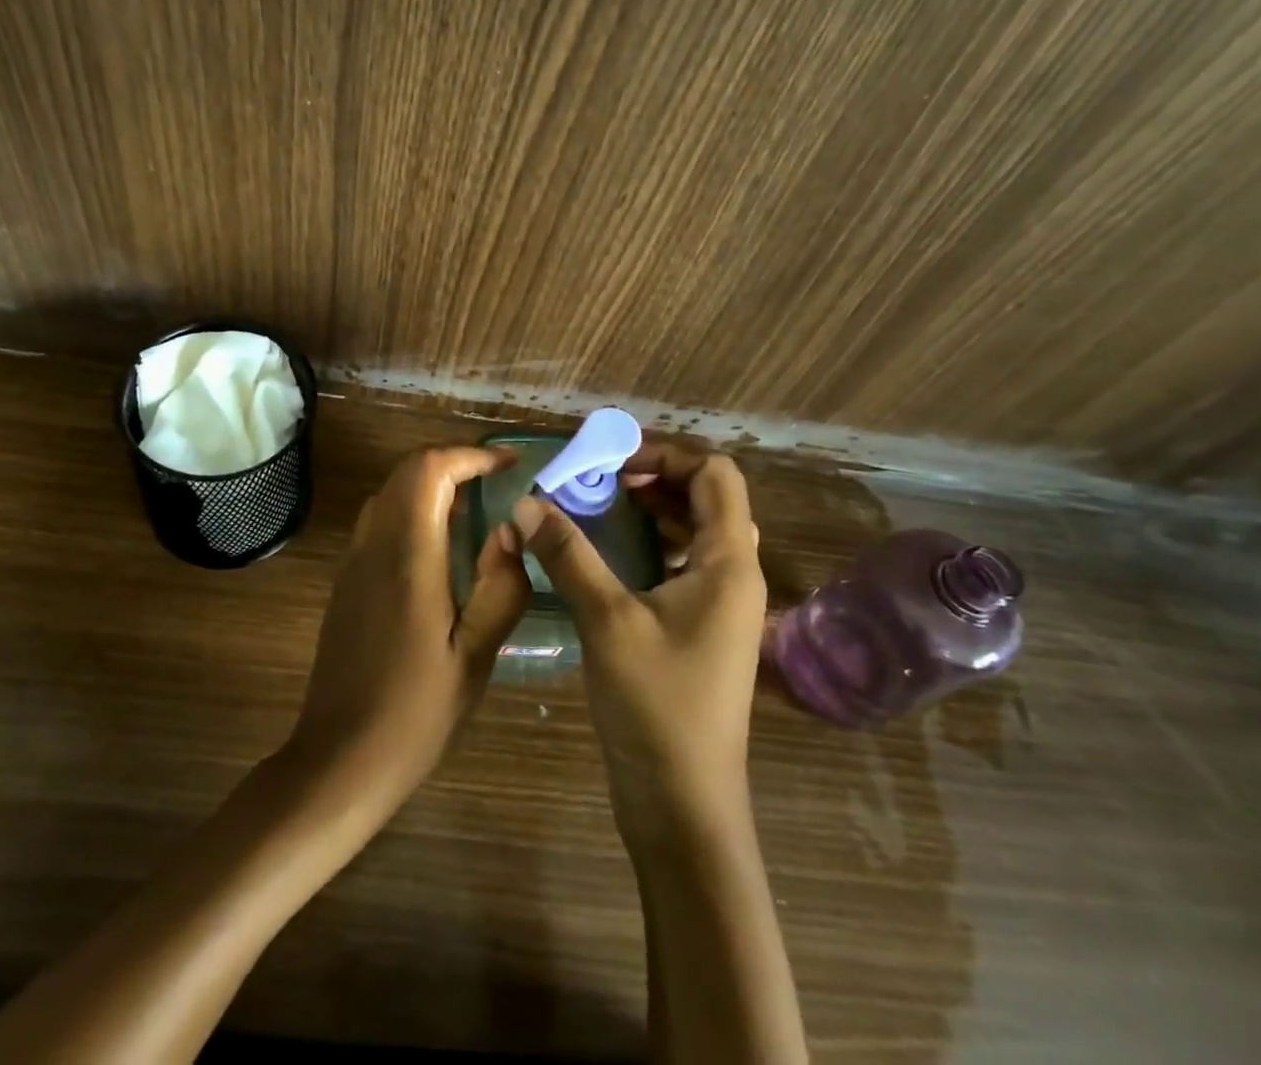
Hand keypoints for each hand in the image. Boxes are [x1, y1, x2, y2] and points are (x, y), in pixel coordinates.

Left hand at [281, 446, 530, 820]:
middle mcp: (374, 545)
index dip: (470, 455)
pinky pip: (379, 519)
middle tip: (496, 479)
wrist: (340, 758)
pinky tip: (440, 543)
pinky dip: (412, 507)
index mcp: (408, 556)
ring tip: (475, 504)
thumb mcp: (475, 656)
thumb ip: (501, 587)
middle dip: (452, 462)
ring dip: (430, 482)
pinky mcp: (347, 580)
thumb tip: (511, 529)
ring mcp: (354, 561)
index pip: (429, 470)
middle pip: (406, 471)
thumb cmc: (416, 712)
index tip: (508, 465)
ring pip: (389, 492)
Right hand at [512, 443, 764, 828]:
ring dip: (648, 509)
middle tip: (595, 478)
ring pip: (692, 531)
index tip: (610, 460)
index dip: (666, 454)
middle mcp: (734, 575)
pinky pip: (680, 563)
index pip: (715, 475)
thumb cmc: (656, 707)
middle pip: (705, 498)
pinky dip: (647, 543)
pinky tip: (604, 552)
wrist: (684, 807)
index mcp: (729, 563)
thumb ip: (567, 554)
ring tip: (594, 504)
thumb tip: (526, 502)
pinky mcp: (700, 628)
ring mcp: (719, 604)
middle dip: (652, 477)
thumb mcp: (606, 620)